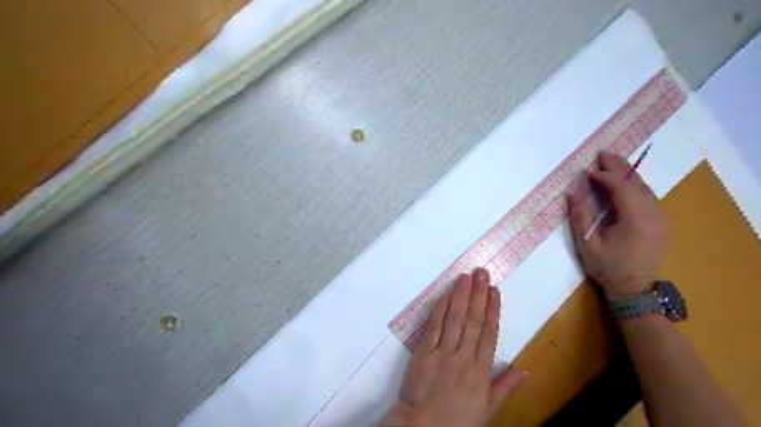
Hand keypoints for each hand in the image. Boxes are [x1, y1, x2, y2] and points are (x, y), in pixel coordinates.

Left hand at [380, 270, 530, 426]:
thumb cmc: (457, 420)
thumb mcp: (487, 409)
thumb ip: (504, 386)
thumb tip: (525, 370)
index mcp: (481, 371)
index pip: (490, 333)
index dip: (493, 309)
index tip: (495, 291)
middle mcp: (464, 357)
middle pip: (474, 320)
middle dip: (479, 295)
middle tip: (482, 273)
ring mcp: (443, 352)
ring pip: (455, 318)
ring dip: (461, 295)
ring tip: (467, 277)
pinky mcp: (424, 351)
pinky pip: (434, 325)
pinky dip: (441, 308)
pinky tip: (446, 294)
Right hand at [564, 150, 667, 299]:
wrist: (635, 289)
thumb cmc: (608, 268)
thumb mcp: (588, 243)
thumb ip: (580, 216)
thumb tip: (572, 192)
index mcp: (636, 219)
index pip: (621, 187)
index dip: (604, 176)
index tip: (586, 172)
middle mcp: (653, 213)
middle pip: (636, 182)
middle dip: (618, 166)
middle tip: (602, 153)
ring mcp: (660, 217)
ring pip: (644, 187)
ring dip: (627, 174)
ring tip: (611, 162)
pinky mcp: (660, 222)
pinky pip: (647, 196)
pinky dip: (633, 185)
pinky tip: (623, 181)